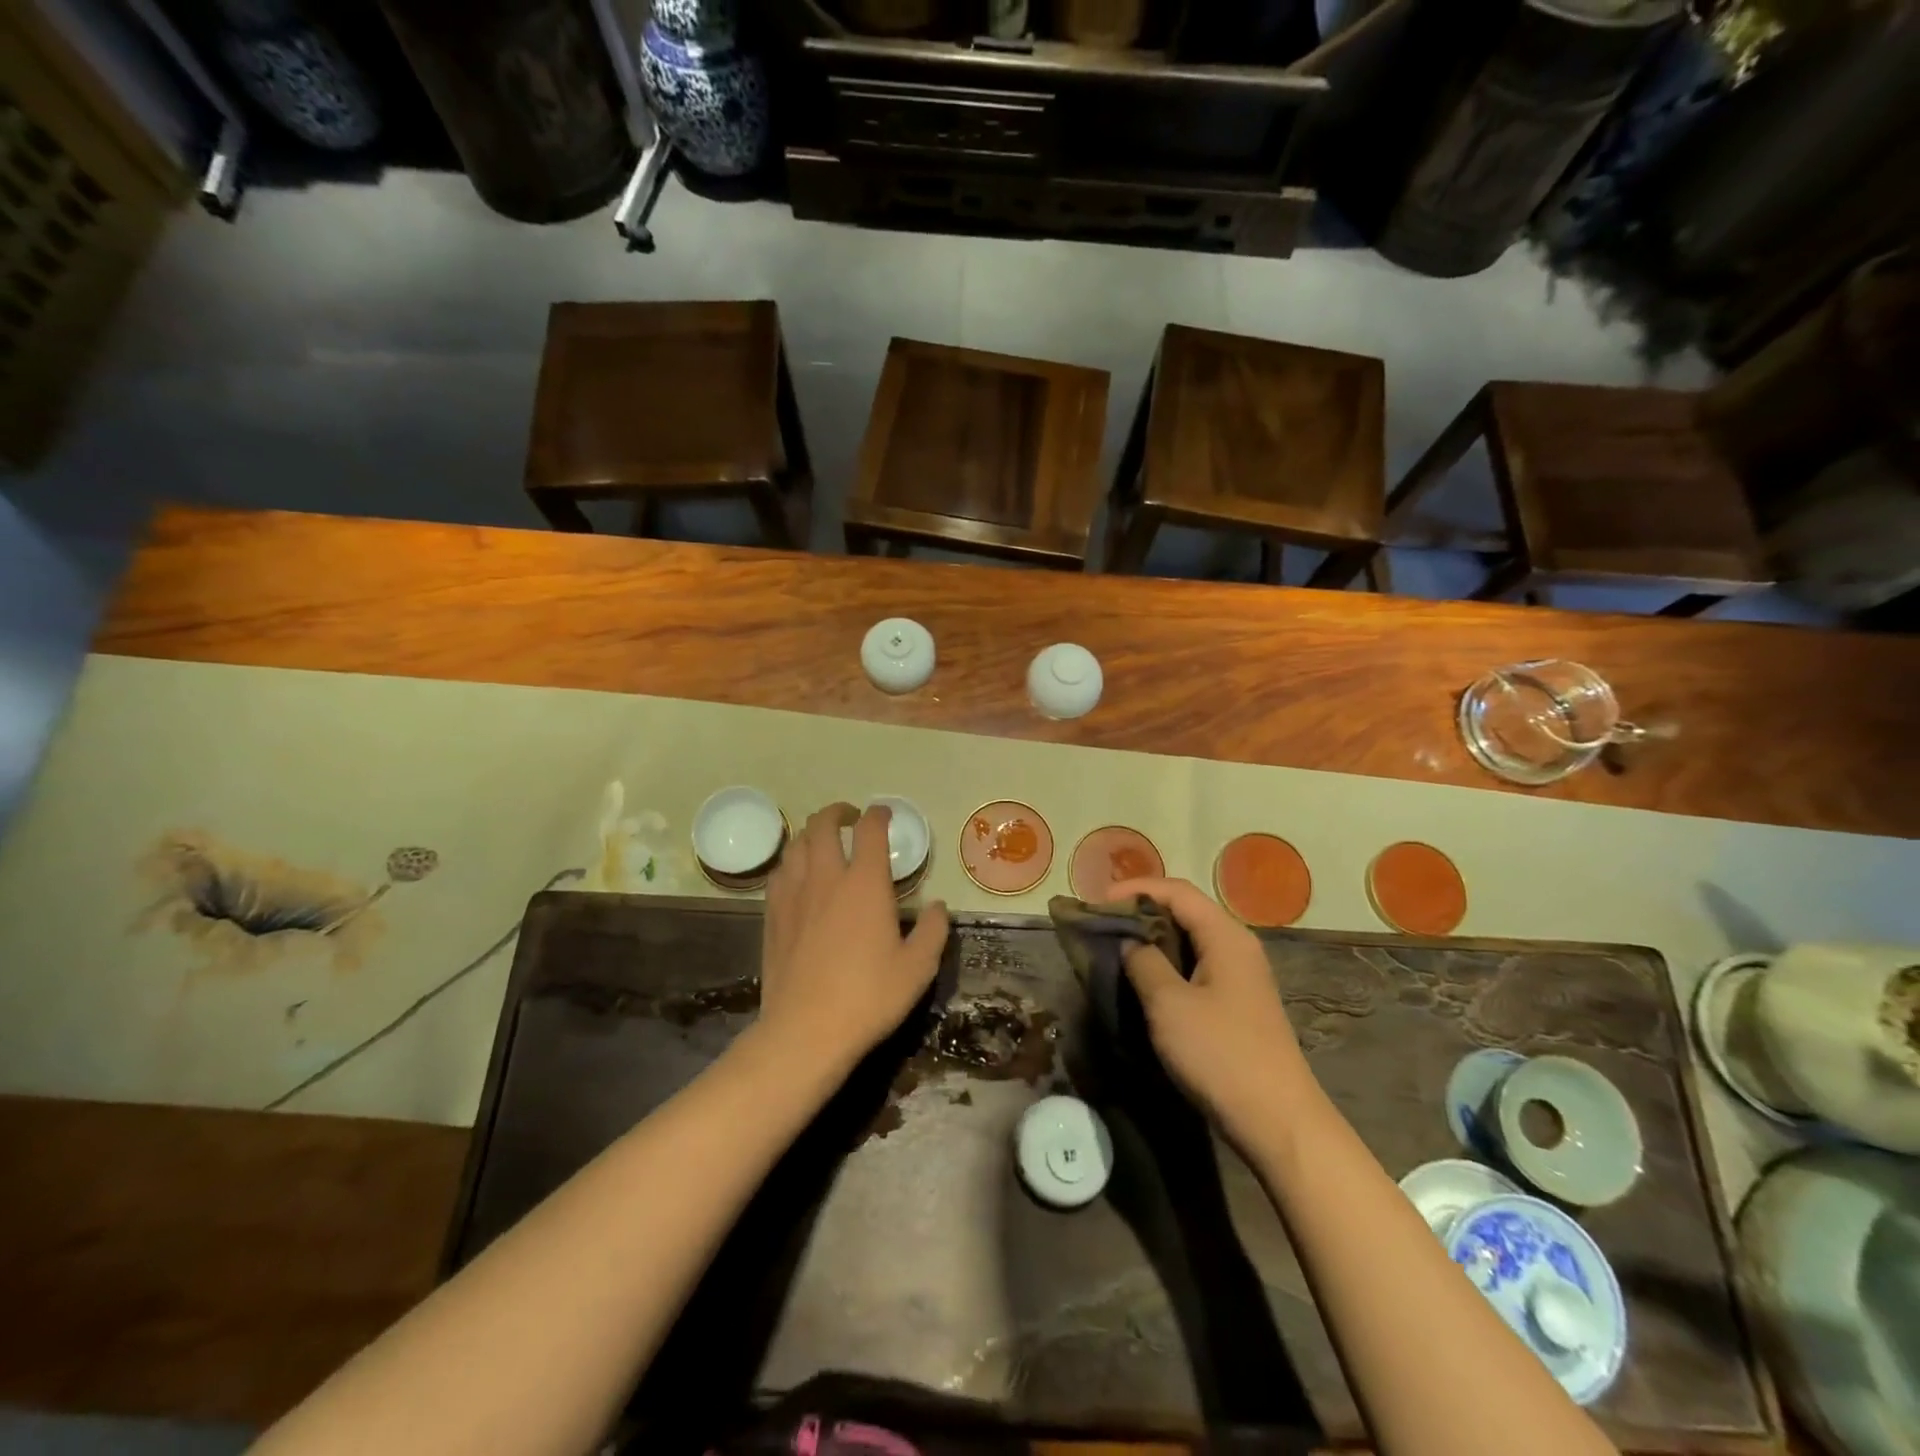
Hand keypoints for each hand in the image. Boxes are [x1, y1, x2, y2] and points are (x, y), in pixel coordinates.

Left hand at [757, 802, 950, 1072]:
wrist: (805, 1031)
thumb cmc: (869, 997)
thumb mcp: (918, 968)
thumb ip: (932, 930)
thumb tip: (936, 907)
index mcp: (865, 884)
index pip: (869, 830)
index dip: (878, 815)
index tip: (884, 814)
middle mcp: (827, 878)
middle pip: (823, 825)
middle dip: (837, 812)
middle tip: (850, 817)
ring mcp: (794, 895)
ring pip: (797, 844)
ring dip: (812, 833)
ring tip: (823, 840)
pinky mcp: (772, 915)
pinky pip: (779, 873)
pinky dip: (792, 862)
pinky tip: (799, 875)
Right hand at [1105, 876, 1313, 1138]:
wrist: (1278, 1122)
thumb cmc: (1220, 1054)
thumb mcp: (1169, 1004)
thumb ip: (1143, 962)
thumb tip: (1129, 941)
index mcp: (1225, 935)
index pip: (1177, 891)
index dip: (1135, 889)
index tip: (1097, 901)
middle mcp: (1236, 945)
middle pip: (1185, 910)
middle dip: (1142, 911)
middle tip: (1102, 923)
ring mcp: (1239, 975)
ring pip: (1190, 939)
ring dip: (1153, 938)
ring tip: (1116, 947)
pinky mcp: (1236, 1001)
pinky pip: (1196, 965)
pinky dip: (1167, 962)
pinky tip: (1144, 979)